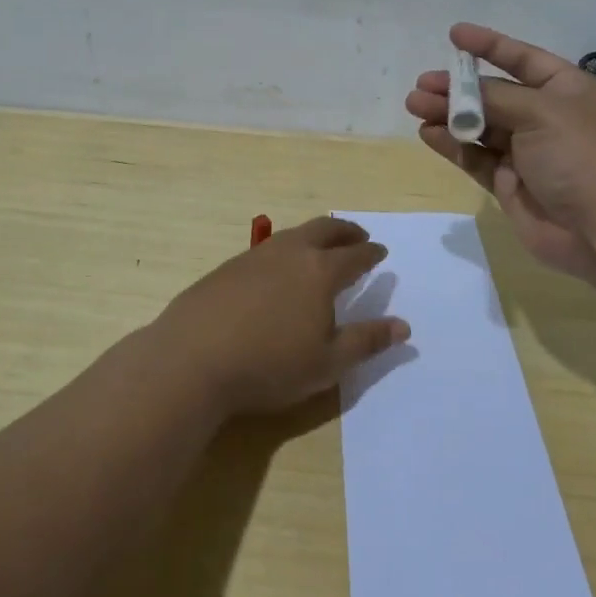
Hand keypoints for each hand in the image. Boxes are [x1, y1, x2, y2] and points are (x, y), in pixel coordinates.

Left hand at [151, 216, 410, 415]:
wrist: (192, 359)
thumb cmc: (269, 365)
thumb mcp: (327, 364)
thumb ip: (366, 341)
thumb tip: (403, 325)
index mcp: (320, 272)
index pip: (354, 255)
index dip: (371, 253)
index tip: (380, 251)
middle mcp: (289, 253)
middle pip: (324, 231)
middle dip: (345, 231)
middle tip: (358, 235)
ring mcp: (254, 257)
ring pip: (292, 234)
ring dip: (313, 236)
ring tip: (320, 247)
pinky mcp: (226, 267)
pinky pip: (267, 248)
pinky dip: (285, 249)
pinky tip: (277, 269)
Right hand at [406, 23, 595, 279]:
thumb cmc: (582, 156)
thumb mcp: (542, 112)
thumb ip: (495, 98)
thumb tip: (460, 94)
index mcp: (568, 90)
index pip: (524, 59)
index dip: (490, 46)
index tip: (454, 35)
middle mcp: (548, 118)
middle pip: (495, 95)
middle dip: (458, 88)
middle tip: (422, 85)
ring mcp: (528, 153)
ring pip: (481, 127)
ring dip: (449, 115)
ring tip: (415, 106)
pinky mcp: (511, 184)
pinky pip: (476, 158)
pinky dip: (453, 145)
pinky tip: (428, 134)